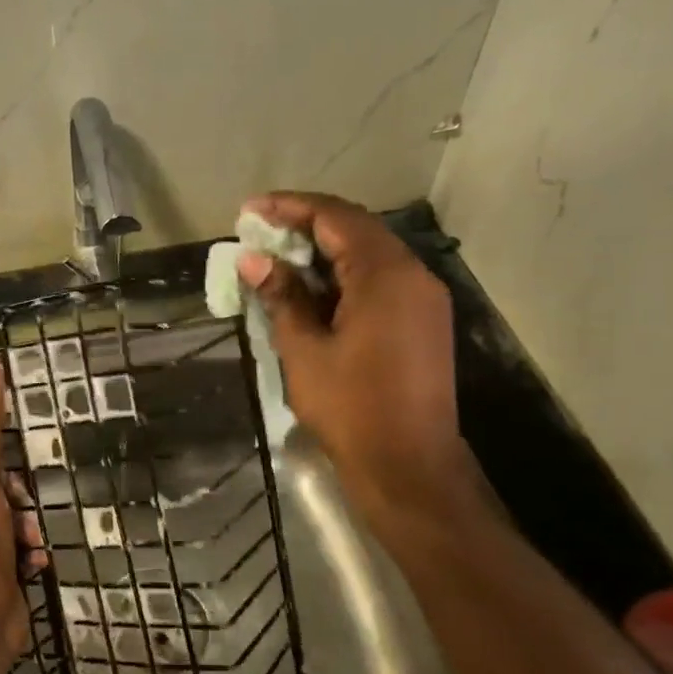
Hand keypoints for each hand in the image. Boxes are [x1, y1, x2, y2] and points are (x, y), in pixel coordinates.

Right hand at [237, 192, 480, 528]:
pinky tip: (312, 290)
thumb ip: (282, 296)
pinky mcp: (423, 321)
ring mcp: (423, 298)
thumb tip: (254, 260)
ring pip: (370, 254)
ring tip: (279, 259)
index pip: (335, 217)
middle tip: (259, 234)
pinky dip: (344, 276)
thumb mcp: (304, 350)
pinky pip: (380, 280)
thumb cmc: (351, 407)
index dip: (289, 208)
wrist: (409, 465)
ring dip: (324, 251)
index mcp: (385, 275)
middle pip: (356, 229)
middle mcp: (413, 275)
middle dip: (305, 225)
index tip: (249, 211)